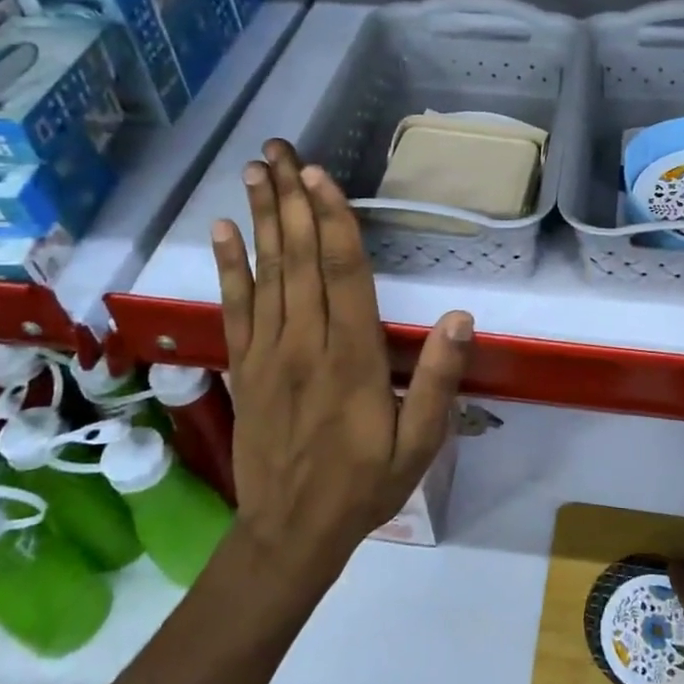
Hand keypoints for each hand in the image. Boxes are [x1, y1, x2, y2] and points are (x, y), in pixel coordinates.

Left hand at [210, 140, 472, 588]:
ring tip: (254, 170)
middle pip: (298, 259)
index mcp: (351, 358)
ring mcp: (267, 353)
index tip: (318, 175)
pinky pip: (235, 308)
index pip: (343, 275)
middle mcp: (304, 344)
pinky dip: (228, 266)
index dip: (331, 221)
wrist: (290, 533)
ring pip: (265, 273)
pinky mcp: (244, 367)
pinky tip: (222, 231)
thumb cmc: (365, 485)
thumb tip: (461, 318)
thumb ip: (439, 380)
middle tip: (279, 150)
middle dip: (290, 200)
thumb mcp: (420, 443)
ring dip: (260, 218)